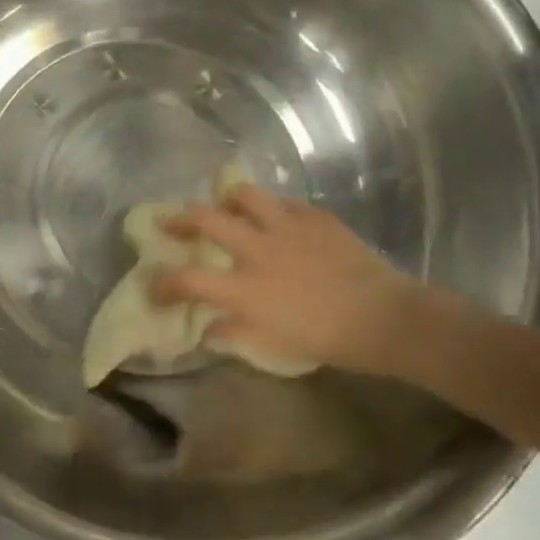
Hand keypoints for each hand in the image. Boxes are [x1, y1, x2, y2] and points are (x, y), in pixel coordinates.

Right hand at [154, 185, 441, 377]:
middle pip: (206, 219)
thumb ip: (236, 332)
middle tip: (172, 222)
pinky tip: (277, 219)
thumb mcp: (276, 344)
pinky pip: (285, 202)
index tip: (154, 286)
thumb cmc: (330, 339)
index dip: (164, 283)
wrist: (386, 317)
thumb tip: (208, 330)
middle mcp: (258, 249)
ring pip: (244, 195)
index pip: (189, 280)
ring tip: (227, 206)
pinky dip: (273, 208)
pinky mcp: (314, 216)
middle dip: (181, 218)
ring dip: (228, 200)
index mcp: (246, 287)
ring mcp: (286, 227)